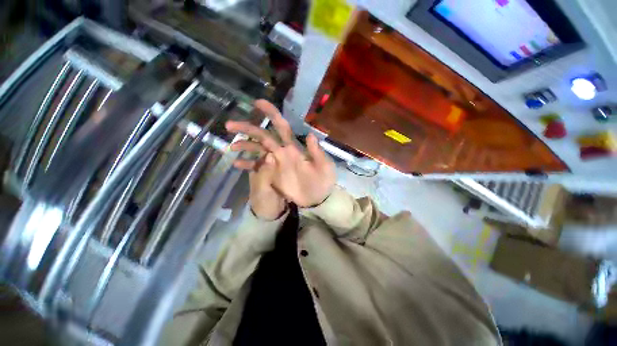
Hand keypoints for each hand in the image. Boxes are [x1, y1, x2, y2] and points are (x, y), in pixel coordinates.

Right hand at [226, 100, 335, 207]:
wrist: (318, 199)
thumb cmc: (323, 182)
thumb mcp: (324, 166)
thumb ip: (316, 152)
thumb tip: (309, 134)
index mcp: (294, 148)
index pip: (282, 127)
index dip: (271, 114)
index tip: (258, 103)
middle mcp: (282, 152)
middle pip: (264, 136)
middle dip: (249, 128)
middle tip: (230, 125)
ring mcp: (276, 164)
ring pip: (258, 150)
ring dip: (245, 146)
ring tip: (231, 146)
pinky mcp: (272, 175)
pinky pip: (258, 168)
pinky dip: (248, 165)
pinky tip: (236, 164)